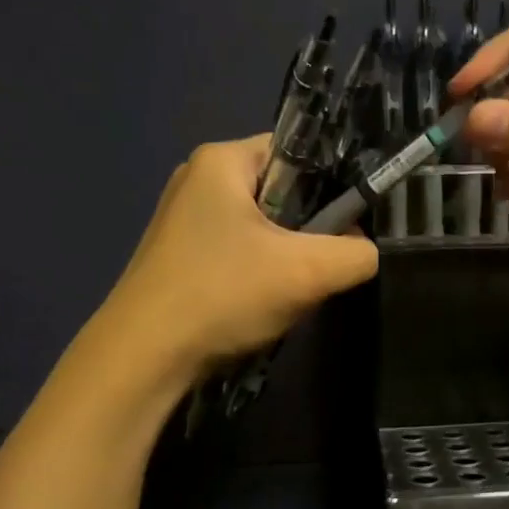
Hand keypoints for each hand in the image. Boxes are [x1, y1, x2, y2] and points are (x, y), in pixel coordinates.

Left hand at [102, 136, 377, 381]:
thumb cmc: (223, 295)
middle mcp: (198, 180)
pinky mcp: (180, 257)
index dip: (334, 183)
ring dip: (287, 258)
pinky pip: (238, 253)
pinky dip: (259, 274)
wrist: (144, 357)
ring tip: (292, 291)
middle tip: (323, 266)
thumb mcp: (307, 272)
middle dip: (310, 229)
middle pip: (282, 192)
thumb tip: (364, 251)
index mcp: (222, 160)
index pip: (299, 151)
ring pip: (263, 229)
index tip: (351, 224)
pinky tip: (261, 305)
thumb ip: (356, 254)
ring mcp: (184, 221)